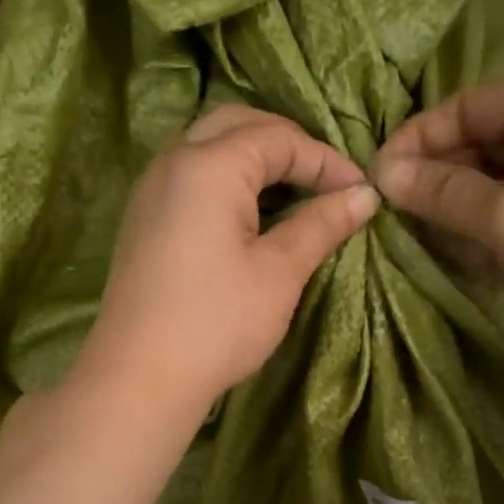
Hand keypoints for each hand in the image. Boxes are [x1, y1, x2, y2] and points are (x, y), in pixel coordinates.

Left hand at [70, 104, 380, 418]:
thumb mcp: (279, 273)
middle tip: (324, 180)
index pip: (278, 138)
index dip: (326, 160)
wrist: (139, 378)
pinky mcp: (143, 220)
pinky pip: (190, 177)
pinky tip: (249, 214)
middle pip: (237, 125)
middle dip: (287, 144)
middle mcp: (173, 162)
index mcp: (208, 165)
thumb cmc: (217, 323)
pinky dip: (226, 180)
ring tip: (293, 192)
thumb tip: (364, 195)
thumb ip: (321, 224)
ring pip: (208, 147)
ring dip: (253, 158)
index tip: (361, 193)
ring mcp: (150, 190)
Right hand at [373, 80, 503, 369]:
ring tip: (421, 232)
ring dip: (460, 202)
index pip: (471, 106)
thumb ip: (443, 193)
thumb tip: (383, 174)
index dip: (419, 138)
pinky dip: (489, 222)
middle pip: (486, 139)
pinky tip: (463, 249)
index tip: (378, 177)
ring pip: (501, 176)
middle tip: (395, 212)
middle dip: (439, 173)